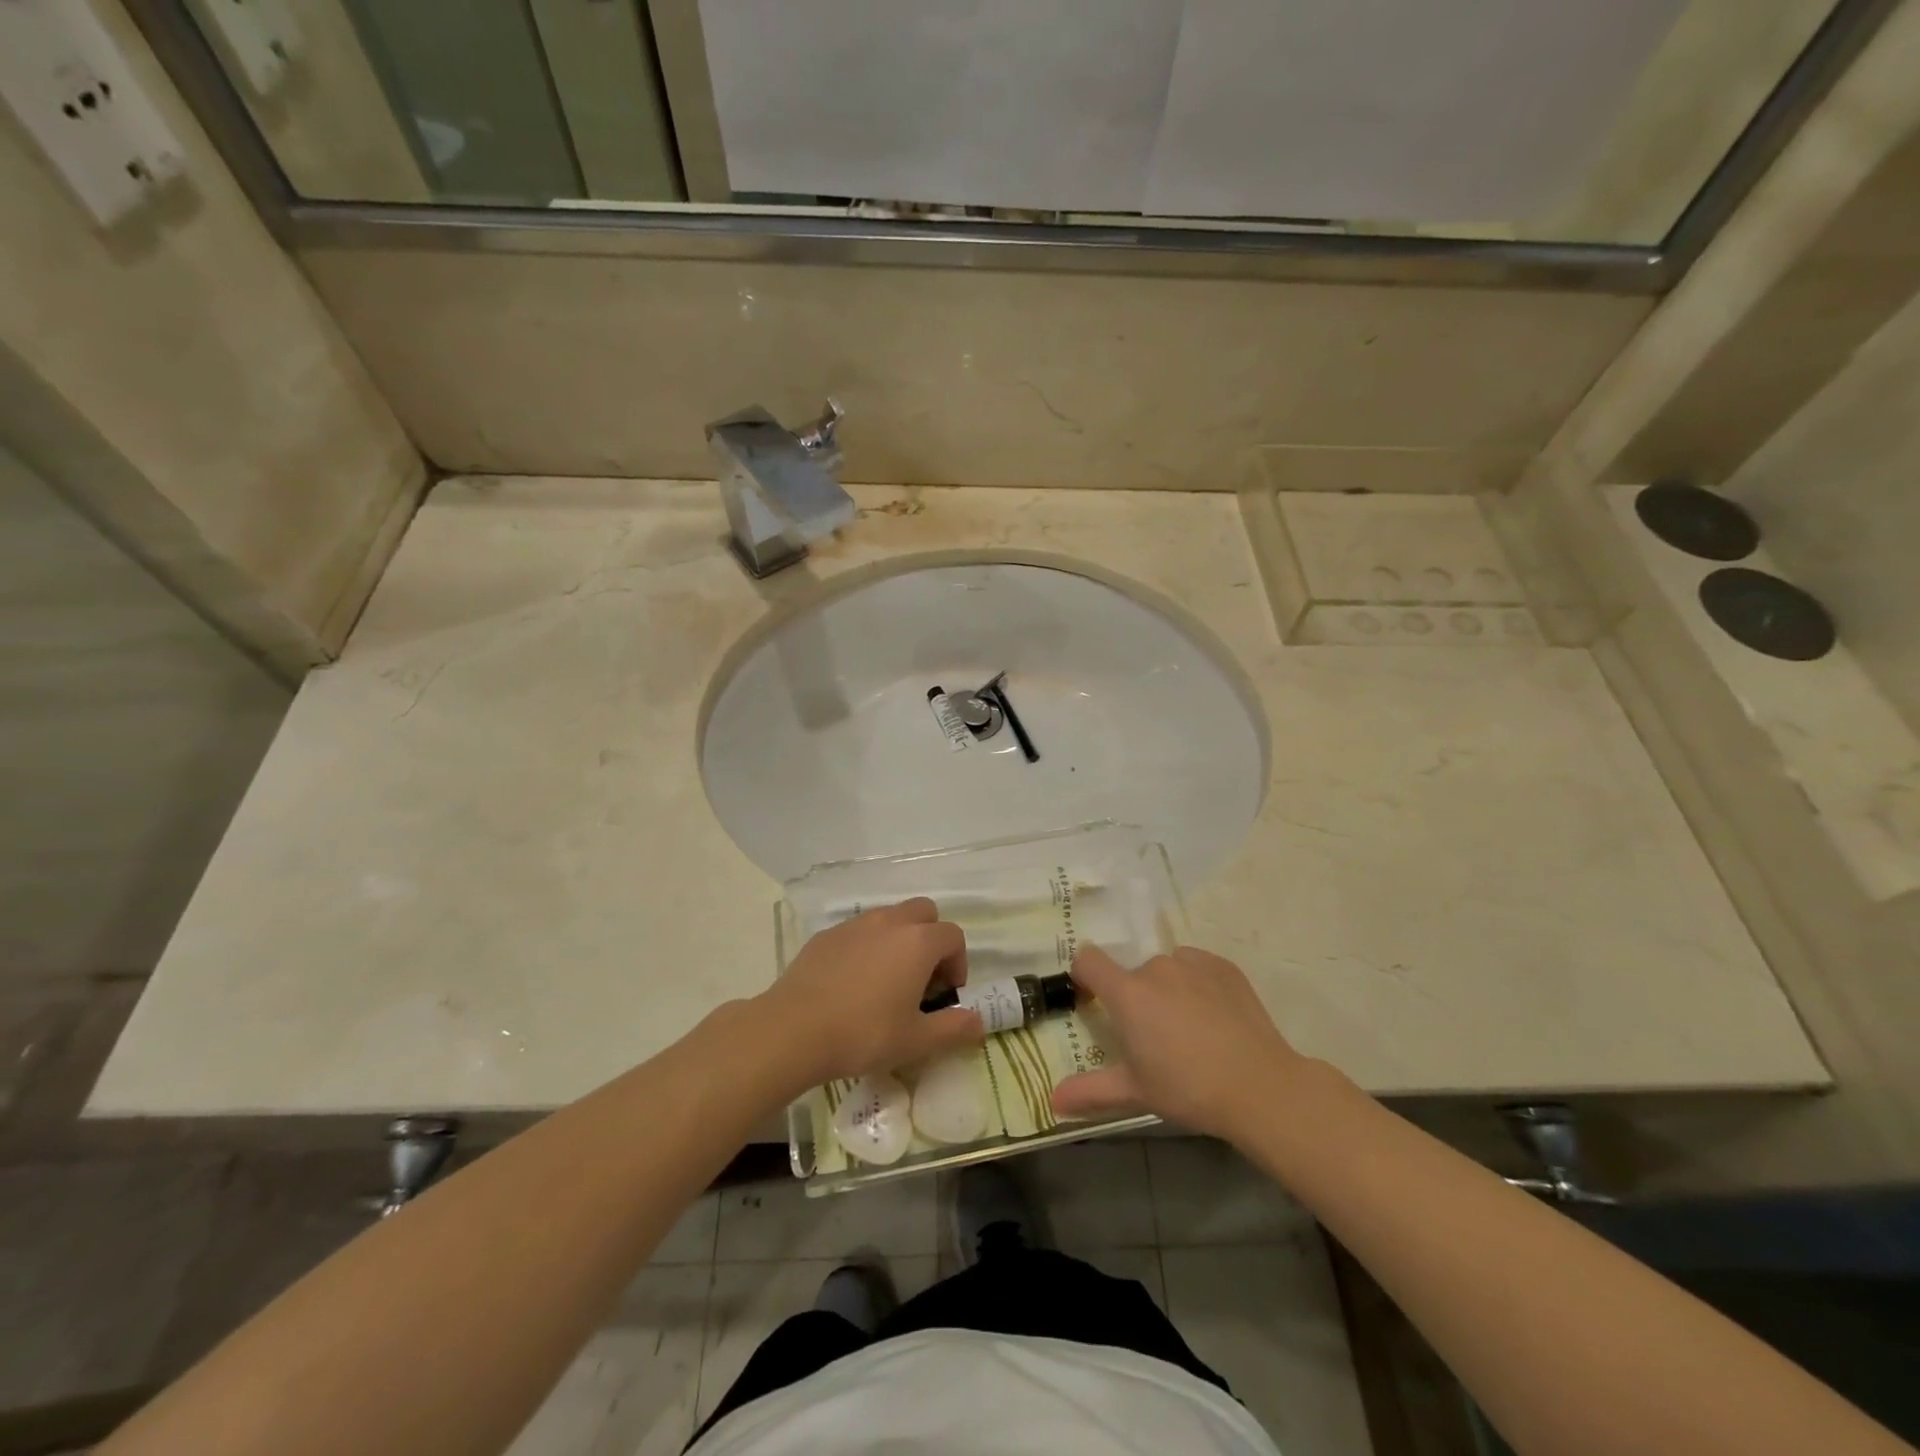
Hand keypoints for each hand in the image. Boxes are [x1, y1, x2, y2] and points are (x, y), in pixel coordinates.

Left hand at [758, 899, 983, 1084]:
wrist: (793, 1030)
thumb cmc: (863, 1034)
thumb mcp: (915, 1040)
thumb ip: (953, 1028)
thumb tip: (979, 1021)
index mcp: (917, 942)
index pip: (953, 936)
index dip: (958, 963)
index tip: (946, 994)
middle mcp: (889, 922)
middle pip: (924, 912)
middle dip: (931, 939)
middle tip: (922, 979)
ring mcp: (855, 925)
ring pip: (889, 917)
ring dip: (899, 940)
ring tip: (888, 981)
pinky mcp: (826, 935)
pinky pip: (858, 931)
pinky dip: (867, 947)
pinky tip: (853, 983)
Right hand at [1051, 945, 1308, 1141]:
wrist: (1260, 1086)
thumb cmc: (1188, 1088)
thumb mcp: (1135, 1091)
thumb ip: (1090, 1090)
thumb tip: (1052, 1100)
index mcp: (1128, 993)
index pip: (1088, 960)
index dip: (1084, 976)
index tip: (1093, 1001)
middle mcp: (1156, 968)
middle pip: (1132, 973)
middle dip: (1135, 998)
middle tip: (1152, 1037)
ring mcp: (1193, 963)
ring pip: (1166, 970)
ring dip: (1166, 990)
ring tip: (1188, 1028)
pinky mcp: (1223, 966)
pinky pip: (1196, 967)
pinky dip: (1196, 984)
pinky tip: (1213, 1017)